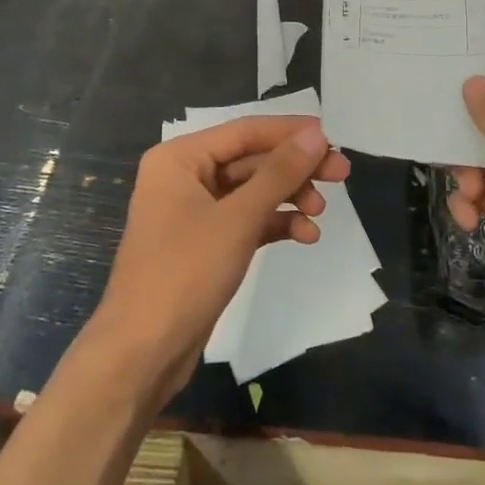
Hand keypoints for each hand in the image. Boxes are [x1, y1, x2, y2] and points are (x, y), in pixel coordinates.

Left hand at [92, 116, 350, 407]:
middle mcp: (184, 177)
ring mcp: (194, 212)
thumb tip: (316, 134)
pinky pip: (247, 220)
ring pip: (253, 191)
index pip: (245, 131)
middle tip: (341, 174)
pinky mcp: (206, 244)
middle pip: (252, 160)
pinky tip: (305, 235)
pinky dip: (275, 223)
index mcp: (180, 158)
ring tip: (320, 212)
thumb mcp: (238, 219)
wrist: (142, 353)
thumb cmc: (184, 273)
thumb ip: (279, 173)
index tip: (333, 139)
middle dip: (295, 169)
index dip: (291, 132)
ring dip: (289, 197)